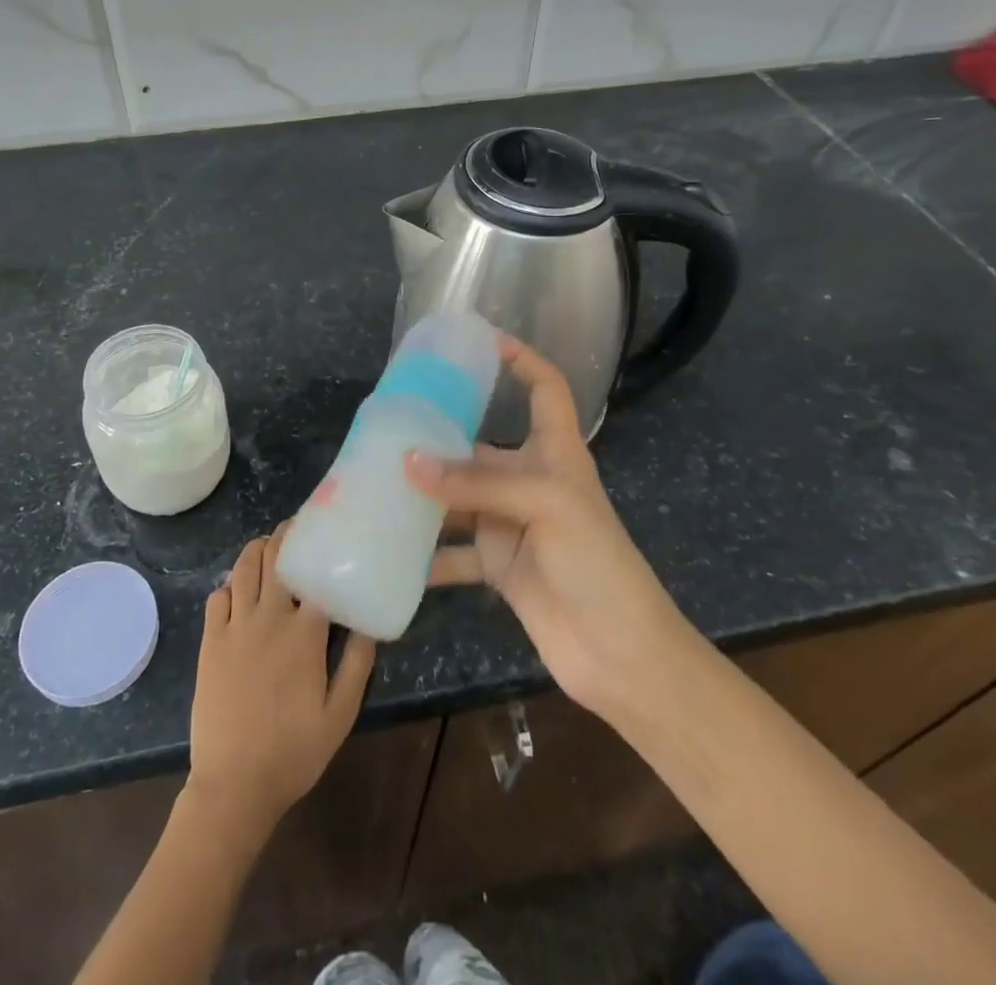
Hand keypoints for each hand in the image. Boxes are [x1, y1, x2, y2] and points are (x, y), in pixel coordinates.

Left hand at [186, 526, 375, 839]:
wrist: (234, 785)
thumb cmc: (294, 752)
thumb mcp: (340, 715)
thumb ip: (357, 664)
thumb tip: (369, 622)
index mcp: (305, 634)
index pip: (318, 575)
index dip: (324, 552)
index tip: (332, 536)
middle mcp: (269, 617)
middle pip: (277, 558)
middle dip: (288, 535)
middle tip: (298, 527)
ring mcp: (235, 626)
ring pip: (244, 568)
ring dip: (258, 549)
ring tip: (269, 543)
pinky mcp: (210, 640)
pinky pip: (217, 596)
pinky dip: (230, 584)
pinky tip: (239, 587)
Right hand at [407, 336, 683, 727]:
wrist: (620, 654)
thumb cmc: (595, 562)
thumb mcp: (544, 505)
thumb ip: (475, 483)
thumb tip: (407, 462)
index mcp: (555, 453)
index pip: (545, 389)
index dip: (522, 360)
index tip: (482, 341)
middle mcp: (530, 481)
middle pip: (480, 446)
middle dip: (440, 436)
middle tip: (390, 423)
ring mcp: (512, 524)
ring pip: (459, 499)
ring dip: (425, 495)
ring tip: (376, 481)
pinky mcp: (499, 567)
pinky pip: (454, 554)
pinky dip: (426, 555)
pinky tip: (389, 549)